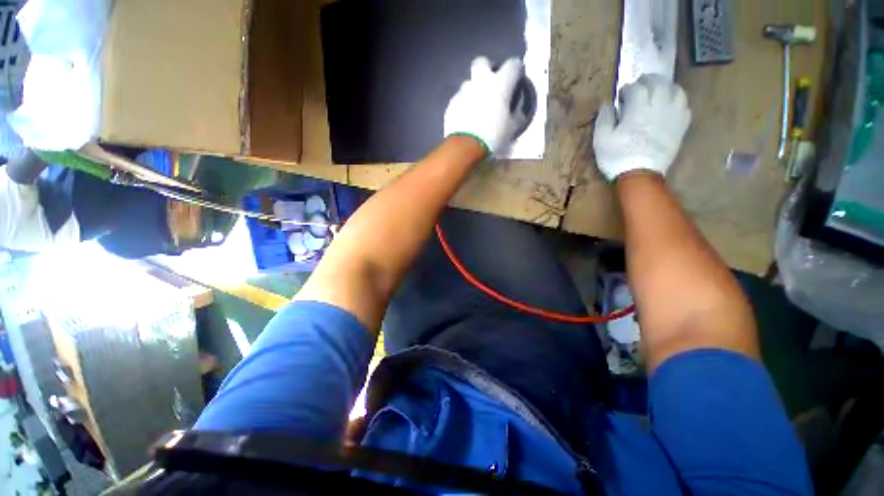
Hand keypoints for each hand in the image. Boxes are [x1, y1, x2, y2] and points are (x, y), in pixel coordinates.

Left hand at [444, 57, 526, 156]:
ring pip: (468, 83)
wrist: (466, 147)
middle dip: (487, 68)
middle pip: (482, 62)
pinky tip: (466, 118)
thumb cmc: (493, 137)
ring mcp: (463, 92)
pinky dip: (463, 105)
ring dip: (473, 90)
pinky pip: (459, 99)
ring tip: (476, 106)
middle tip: (491, 83)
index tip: (517, 78)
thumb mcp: (511, 128)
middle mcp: (480, 82)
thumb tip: (518, 111)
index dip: (516, 69)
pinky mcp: (451, 104)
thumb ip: (516, 115)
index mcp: (500, 84)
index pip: (513, 65)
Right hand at [593, 75, 691, 180]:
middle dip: (648, 81)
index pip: (636, 88)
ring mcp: (673, 115)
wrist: (640, 175)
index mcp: (638, 108)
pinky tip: (670, 105)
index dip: (627, 88)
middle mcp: (659, 106)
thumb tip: (607, 103)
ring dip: (666, 87)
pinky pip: (684, 106)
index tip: (621, 95)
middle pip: (658, 83)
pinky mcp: (681, 126)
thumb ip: (604, 118)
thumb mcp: (601, 139)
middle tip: (640, 85)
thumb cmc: (617, 157)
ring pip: (675, 91)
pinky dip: (677, 101)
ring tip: (658, 91)